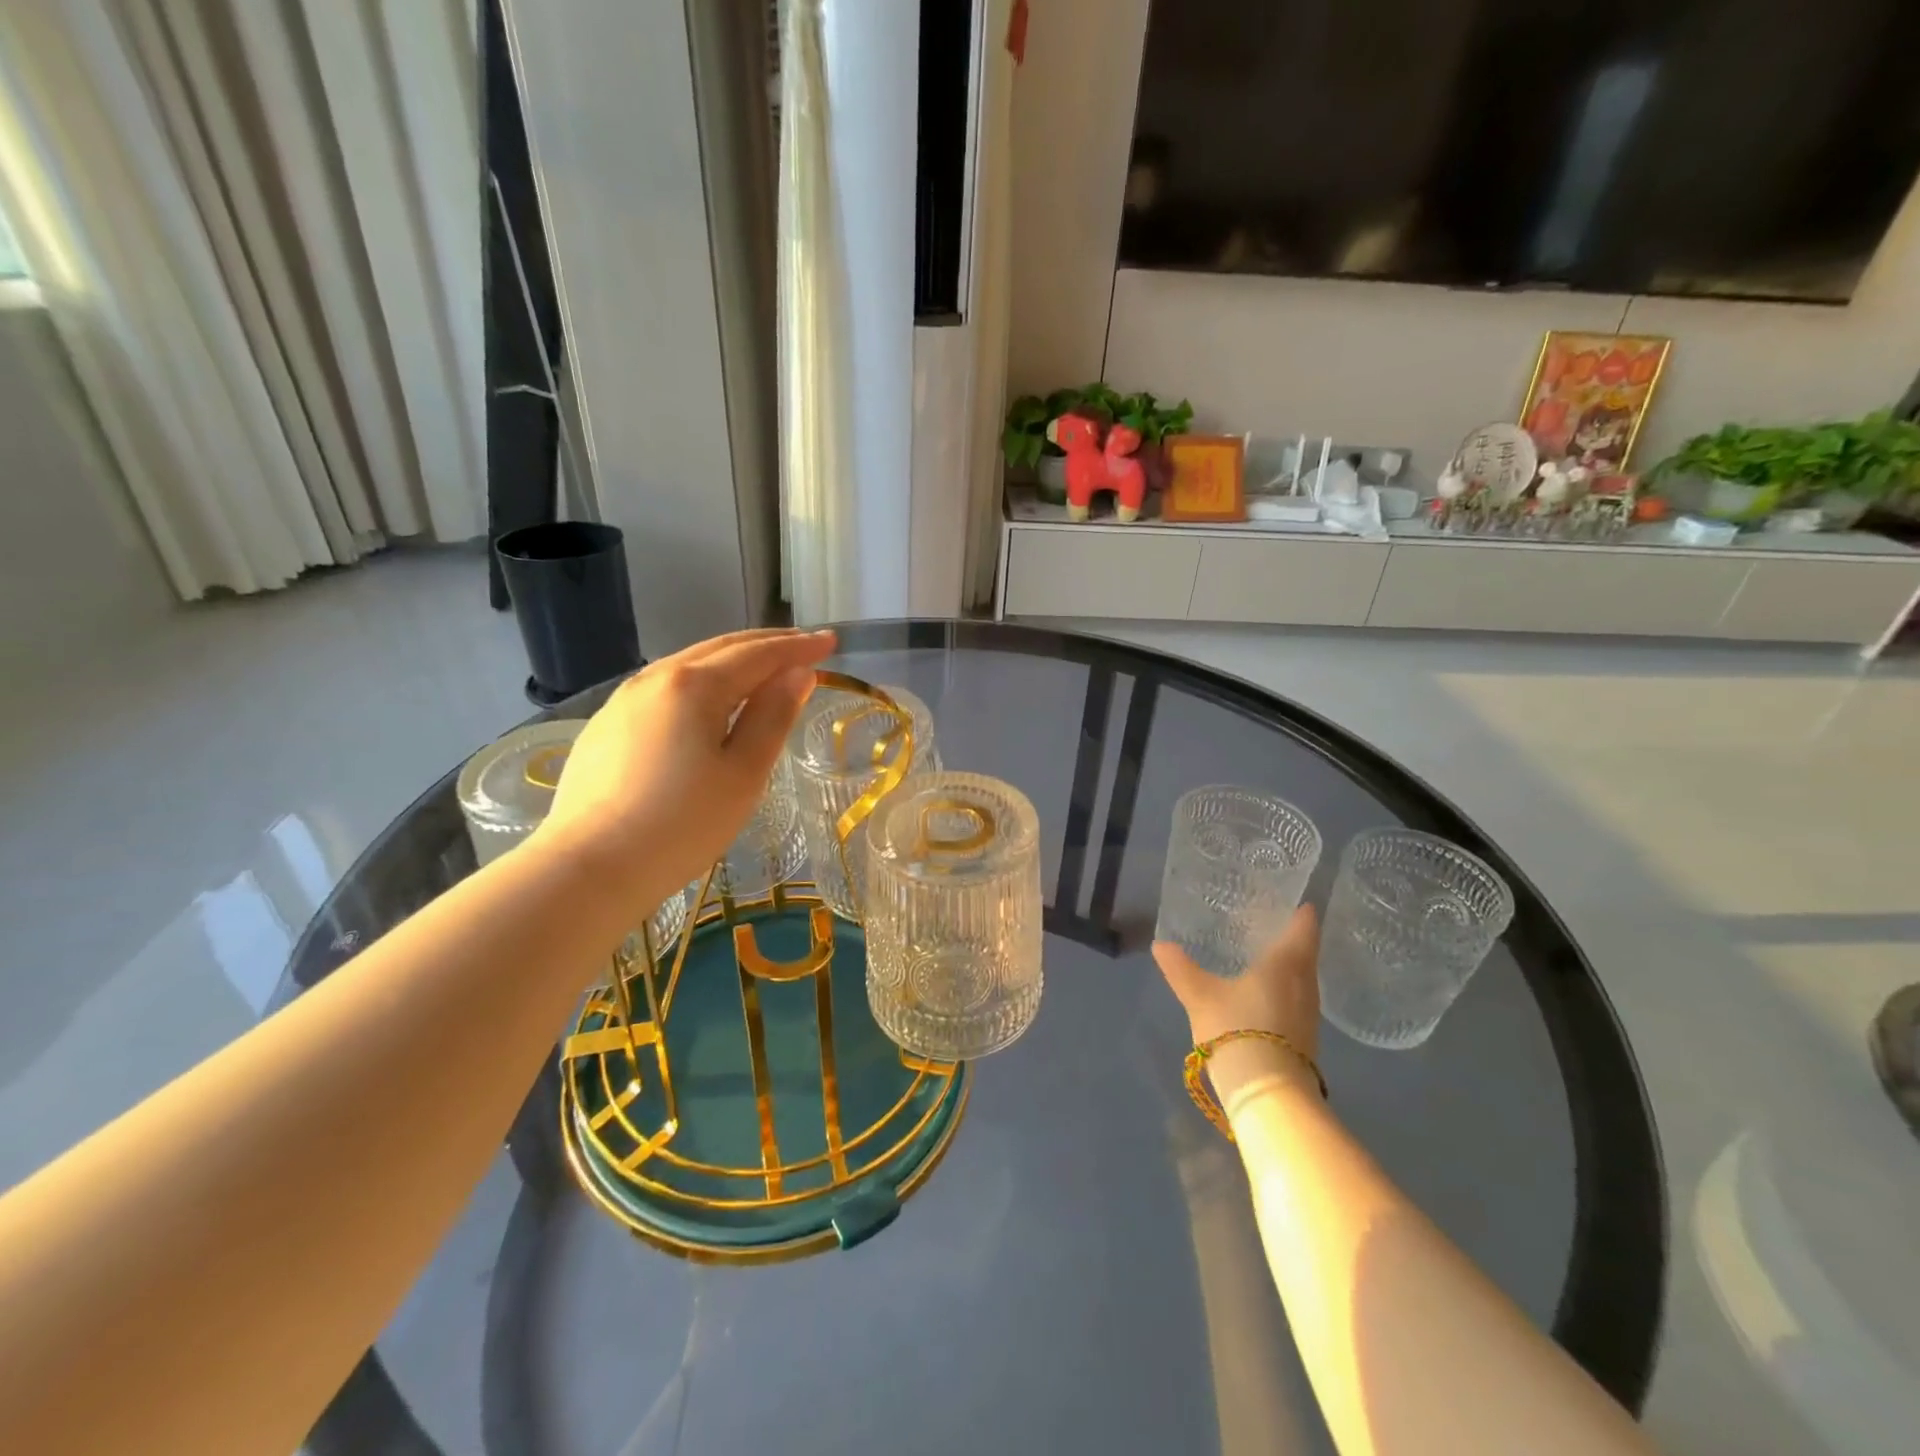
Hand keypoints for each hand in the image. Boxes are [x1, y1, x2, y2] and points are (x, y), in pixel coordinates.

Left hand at [537, 628, 835, 905]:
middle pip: (721, 647)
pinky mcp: (606, 725)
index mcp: (695, 685)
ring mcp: (624, 700)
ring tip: (763, 667)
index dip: (797, 647)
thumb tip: (797, 674)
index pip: (758, 654)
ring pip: (689, 664)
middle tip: (803, 646)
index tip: (830, 641)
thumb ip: (773, 716)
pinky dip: (701, 680)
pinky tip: (708, 699)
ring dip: (732, 659)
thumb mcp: (743, 773)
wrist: (590, 867)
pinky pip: (665, 686)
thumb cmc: (682, 824)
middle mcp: (656, 678)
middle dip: (767, 644)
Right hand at [1154, 906, 1322, 1099]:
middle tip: (1268, 923)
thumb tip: (1160, 944)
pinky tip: (1264, 992)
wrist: (1268, 1095)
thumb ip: (1181, 968)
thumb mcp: (1200, 996)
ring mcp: (1309, 1015)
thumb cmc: (1238, 1030)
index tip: (1295, 899)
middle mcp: (1306, 985)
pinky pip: (1297, 1000)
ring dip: (1289, 966)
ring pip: (1302, 979)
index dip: (1301, 912)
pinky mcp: (1305, 1038)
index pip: (1303, 928)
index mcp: (1287, 964)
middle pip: (1305, 954)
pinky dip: (1284, 989)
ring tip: (1263, 954)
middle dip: (1291, 938)